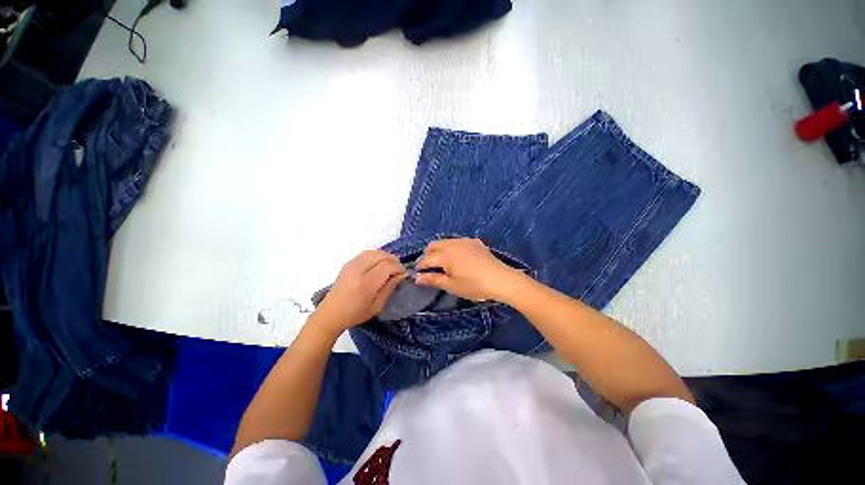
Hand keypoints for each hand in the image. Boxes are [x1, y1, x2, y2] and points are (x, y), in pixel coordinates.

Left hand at [313, 250, 405, 333]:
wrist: (330, 314)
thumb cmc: (355, 314)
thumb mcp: (377, 306)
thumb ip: (390, 287)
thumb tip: (402, 275)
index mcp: (365, 283)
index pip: (387, 266)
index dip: (398, 268)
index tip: (403, 274)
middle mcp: (358, 270)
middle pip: (381, 255)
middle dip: (393, 260)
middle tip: (399, 269)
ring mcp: (351, 264)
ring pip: (374, 251)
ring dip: (385, 256)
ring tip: (391, 265)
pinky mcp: (348, 263)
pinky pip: (366, 253)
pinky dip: (377, 255)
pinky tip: (380, 263)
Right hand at [415, 238, 522, 301]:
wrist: (502, 280)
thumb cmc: (475, 286)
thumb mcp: (452, 286)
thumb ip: (433, 279)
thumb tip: (417, 278)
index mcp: (446, 255)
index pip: (427, 258)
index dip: (420, 266)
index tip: (418, 274)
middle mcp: (453, 244)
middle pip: (433, 245)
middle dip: (427, 255)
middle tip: (429, 268)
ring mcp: (465, 241)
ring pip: (445, 241)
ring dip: (439, 250)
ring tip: (442, 263)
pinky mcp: (474, 242)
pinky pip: (457, 241)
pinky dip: (451, 247)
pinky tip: (457, 258)